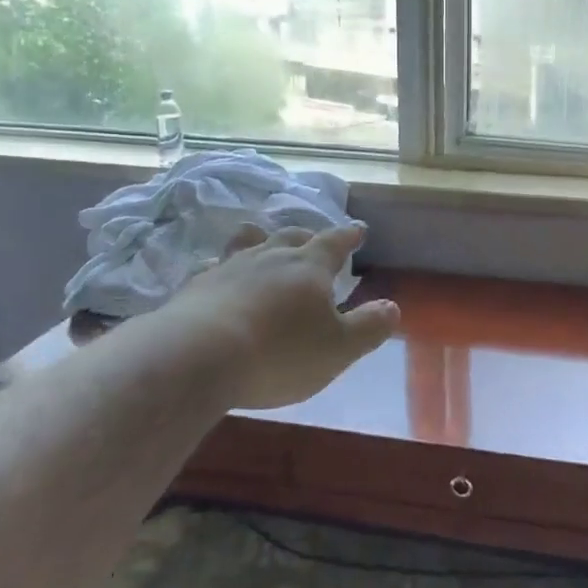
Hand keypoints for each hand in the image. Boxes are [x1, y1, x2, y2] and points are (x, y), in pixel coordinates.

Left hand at [154, 222, 399, 409]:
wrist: (197, 358)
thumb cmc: (280, 353)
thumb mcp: (338, 349)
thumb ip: (368, 327)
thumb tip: (392, 307)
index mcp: (309, 267)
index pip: (335, 242)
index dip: (349, 236)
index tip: (359, 230)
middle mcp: (270, 258)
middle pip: (291, 237)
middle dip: (306, 237)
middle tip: (312, 239)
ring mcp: (229, 269)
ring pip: (248, 244)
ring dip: (259, 241)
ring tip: (260, 240)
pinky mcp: (195, 288)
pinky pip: (213, 269)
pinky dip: (222, 270)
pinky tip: (217, 277)